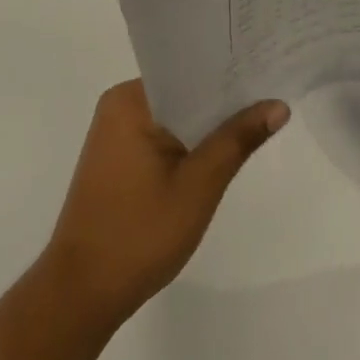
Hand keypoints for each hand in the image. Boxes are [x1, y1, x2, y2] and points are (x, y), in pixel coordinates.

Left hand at [42, 80, 288, 327]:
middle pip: (183, 91)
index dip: (229, 70)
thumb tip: (277, 104)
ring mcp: (116, 132)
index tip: (266, 67)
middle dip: (223, 98)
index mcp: (131, 100)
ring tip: (257, 117)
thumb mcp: (199, 186)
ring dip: (207, 124)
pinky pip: (162, 135)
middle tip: (272, 94)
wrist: (82, 292)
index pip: (188, 70)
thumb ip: (237, 140)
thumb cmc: (139, 234)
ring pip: (175, 115)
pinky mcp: (118, 157)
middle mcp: (119, 105)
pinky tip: (220, 151)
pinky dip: (189, 142)